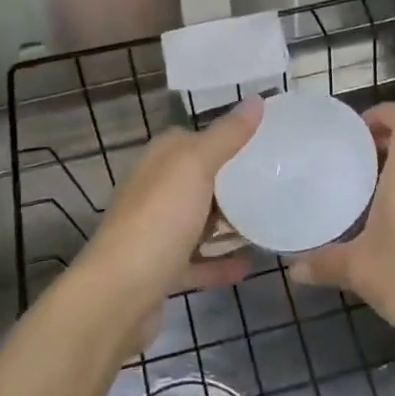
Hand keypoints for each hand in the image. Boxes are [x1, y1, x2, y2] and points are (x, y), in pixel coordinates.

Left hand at [74, 99, 261, 348]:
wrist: (118, 296)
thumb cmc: (158, 220)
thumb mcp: (195, 167)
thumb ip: (226, 135)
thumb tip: (256, 99)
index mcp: (158, 161)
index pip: (192, 138)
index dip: (225, 136)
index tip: (264, 141)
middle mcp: (153, 192)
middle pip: (197, 180)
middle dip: (231, 181)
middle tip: (276, 181)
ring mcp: (155, 233)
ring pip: (197, 221)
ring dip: (227, 223)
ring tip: (269, 220)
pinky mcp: (161, 271)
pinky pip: (197, 262)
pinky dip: (220, 263)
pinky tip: (249, 265)